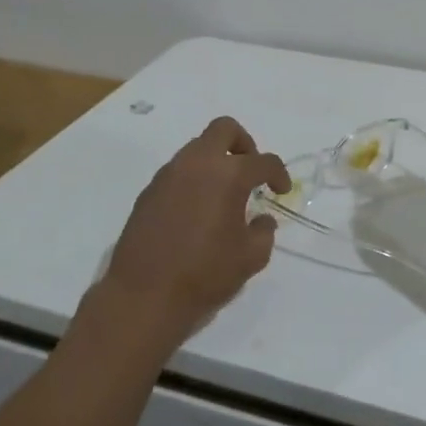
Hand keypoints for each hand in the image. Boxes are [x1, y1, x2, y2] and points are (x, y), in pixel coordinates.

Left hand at [83, 116, 290, 354]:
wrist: (144, 296)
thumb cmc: (205, 274)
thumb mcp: (251, 257)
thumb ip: (263, 231)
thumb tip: (260, 219)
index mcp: (228, 175)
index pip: (263, 161)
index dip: (278, 173)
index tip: (281, 191)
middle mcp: (197, 164)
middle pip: (224, 129)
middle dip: (243, 143)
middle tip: (250, 171)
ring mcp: (168, 175)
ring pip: (197, 149)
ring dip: (215, 162)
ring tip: (223, 195)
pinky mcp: (148, 192)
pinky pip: (178, 172)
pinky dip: (193, 180)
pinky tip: (197, 211)